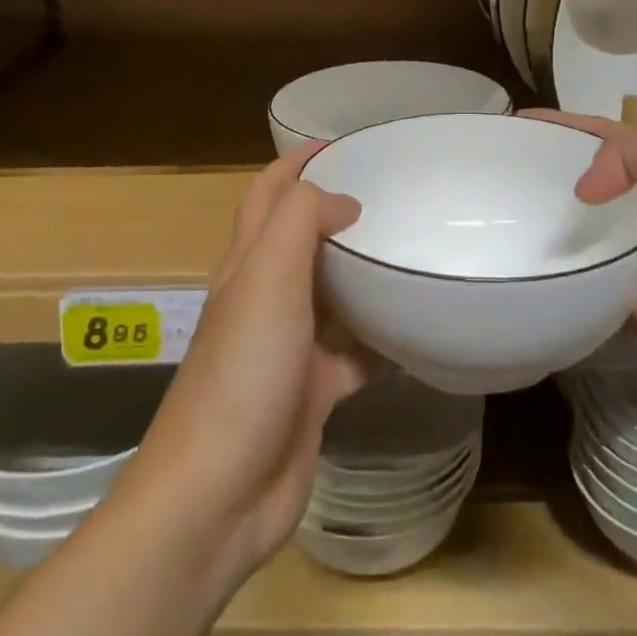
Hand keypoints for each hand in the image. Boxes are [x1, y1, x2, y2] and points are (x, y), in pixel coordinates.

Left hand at [130, 148, 368, 581]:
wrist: (220, 492)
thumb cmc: (243, 374)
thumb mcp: (266, 280)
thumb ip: (300, 222)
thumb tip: (344, 204)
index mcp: (246, 267)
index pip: (267, 195)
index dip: (296, 162)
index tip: (342, 142)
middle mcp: (264, 300)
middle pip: (297, 239)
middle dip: (334, 210)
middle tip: (391, 194)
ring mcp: (288, 349)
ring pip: (328, 294)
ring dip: (359, 271)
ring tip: (409, 249)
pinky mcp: (313, 392)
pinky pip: (353, 354)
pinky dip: (379, 340)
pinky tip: (416, 331)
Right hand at [525, 111, 636, 372]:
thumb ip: (622, 150)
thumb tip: (586, 192)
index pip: (615, 136)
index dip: (569, 127)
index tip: (519, 123)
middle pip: (598, 179)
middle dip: (556, 171)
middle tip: (503, 168)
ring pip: (585, 223)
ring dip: (552, 216)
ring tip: (499, 206)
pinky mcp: (623, 288)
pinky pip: (581, 267)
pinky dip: (557, 259)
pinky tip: (516, 249)